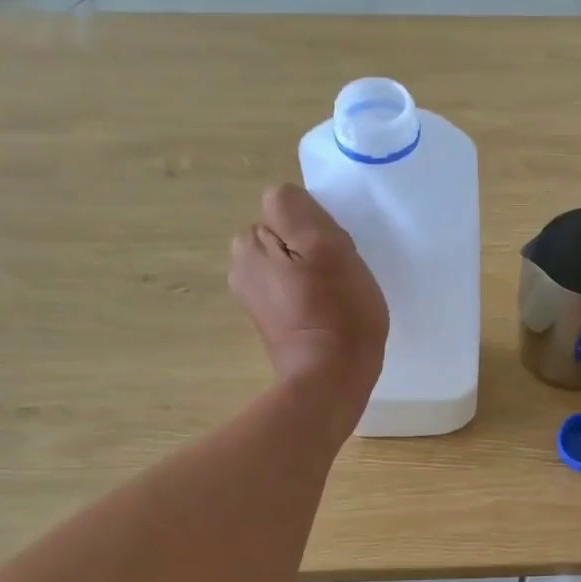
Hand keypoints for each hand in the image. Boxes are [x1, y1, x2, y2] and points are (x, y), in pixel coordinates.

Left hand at [229, 185, 387, 417]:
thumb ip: (296, 209)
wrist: (332, 380)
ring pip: (293, 264)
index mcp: (249, 244)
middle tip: (339, 277)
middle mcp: (241, 267)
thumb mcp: (325, 245)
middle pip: (288, 236)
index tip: (334, 256)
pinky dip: (312, 298)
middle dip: (313, 250)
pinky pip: (295, 292)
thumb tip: (283, 201)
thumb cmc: (337, 312)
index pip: (288, 209)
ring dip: (316, 274)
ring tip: (337, 298)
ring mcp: (254, 298)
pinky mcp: (271, 323)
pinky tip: (329, 316)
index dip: (317, 228)